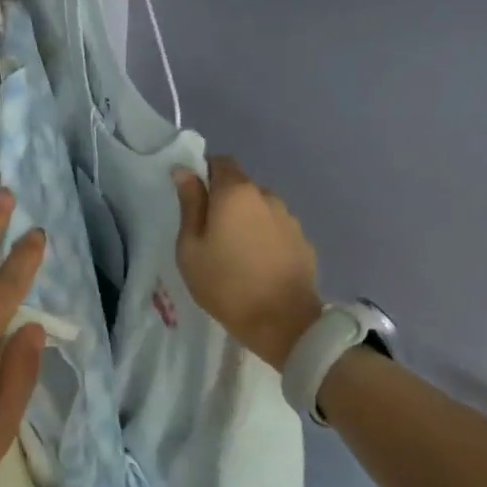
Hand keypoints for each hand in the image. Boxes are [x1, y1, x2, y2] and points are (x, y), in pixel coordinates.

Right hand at [174, 157, 322, 371]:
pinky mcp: (303, 240)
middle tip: (210, 233)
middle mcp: (266, 195)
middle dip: (224, 201)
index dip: (205, 174)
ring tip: (236, 252)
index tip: (194, 200)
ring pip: (259, 207)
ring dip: (246, 219)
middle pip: (240, 185)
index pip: (220, 162)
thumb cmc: (225, 284)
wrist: (283, 323)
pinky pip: (276, 228)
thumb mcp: (190, 247)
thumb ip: (189, 205)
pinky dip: (264, 237)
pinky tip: (258, 264)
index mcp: (235, 193)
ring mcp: (289, 218)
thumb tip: (184, 171)